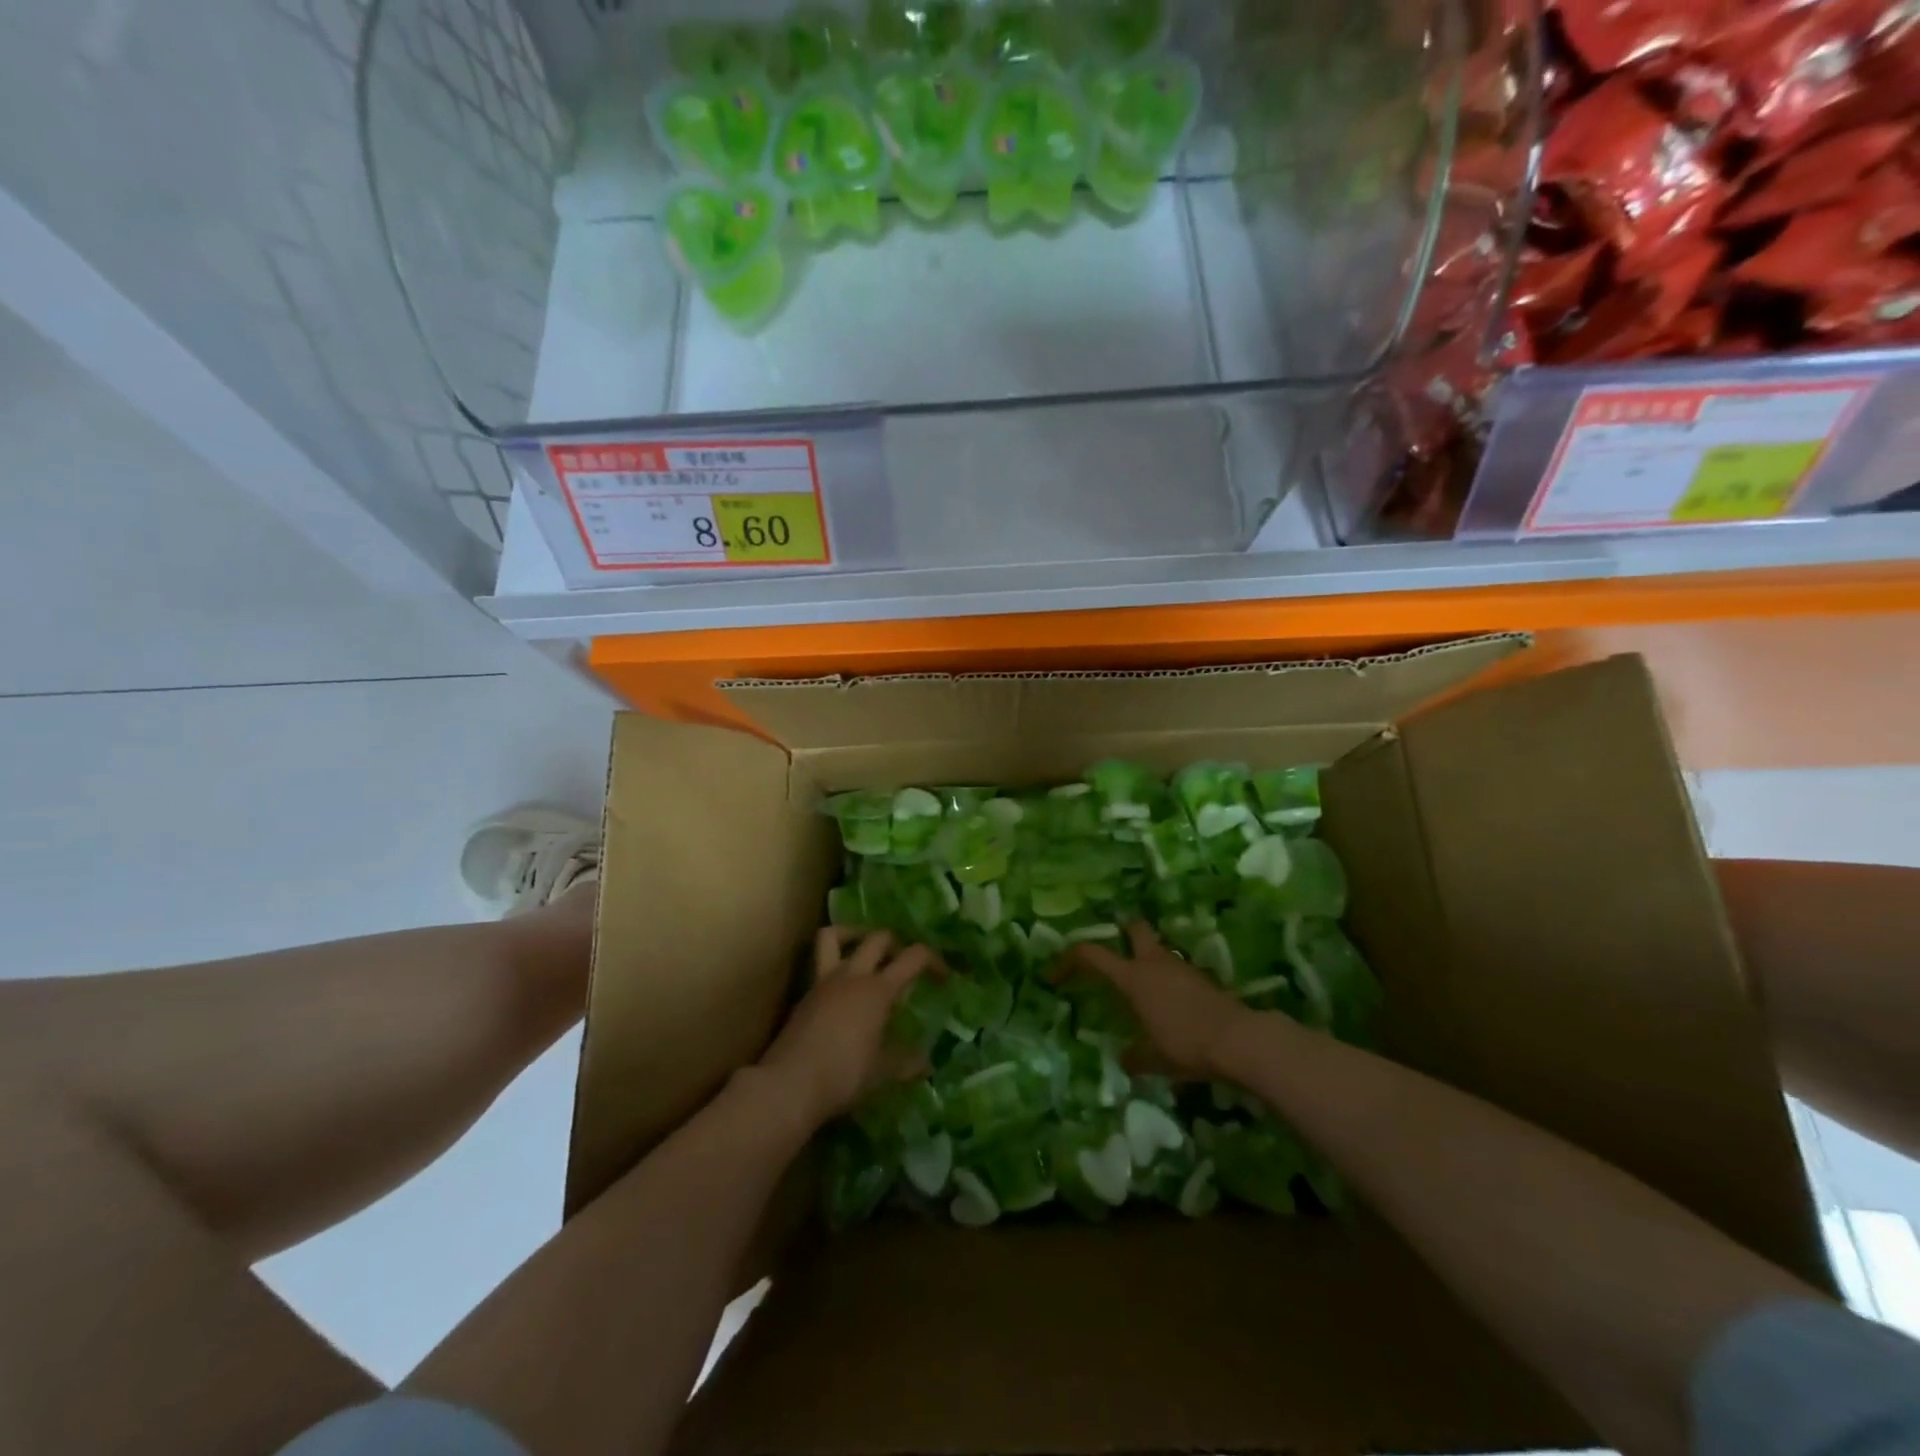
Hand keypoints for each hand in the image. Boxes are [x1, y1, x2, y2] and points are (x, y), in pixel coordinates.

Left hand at [756, 929, 937, 1128]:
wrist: (790, 1084)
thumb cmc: (844, 1075)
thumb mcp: (882, 1072)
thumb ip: (906, 1062)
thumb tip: (926, 1062)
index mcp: (878, 990)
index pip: (914, 957)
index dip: (934, 960)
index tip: (944, 977)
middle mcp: (852, 976)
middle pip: (878, 938)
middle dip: (896, 944)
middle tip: (903, 963)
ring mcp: (824, 981)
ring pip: (834, 935)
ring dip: (852, 934)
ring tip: (864, 951)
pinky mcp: (804, 994)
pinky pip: (819, 963)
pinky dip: (832, 963)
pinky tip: (840, 988)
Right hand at [1064, 922, 1255, 1078]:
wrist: (1240, 1040)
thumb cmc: (1186, 1044)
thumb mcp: (1154, 1059)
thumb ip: (1134, 1057)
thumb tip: (1124, 1059)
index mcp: (1133, 978)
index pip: (1091, 954)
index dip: (1068, 960)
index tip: (1054, 975)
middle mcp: (1154, 963)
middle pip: (1134, 929)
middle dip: (1122, 933)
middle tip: (1114, 953)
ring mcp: (1181, 967)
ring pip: (1157, 950)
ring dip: (1147, 961)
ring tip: (1142, 991)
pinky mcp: (1202, 979)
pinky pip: (1176, 970)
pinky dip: (1168, 980)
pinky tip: (1170, 1006)